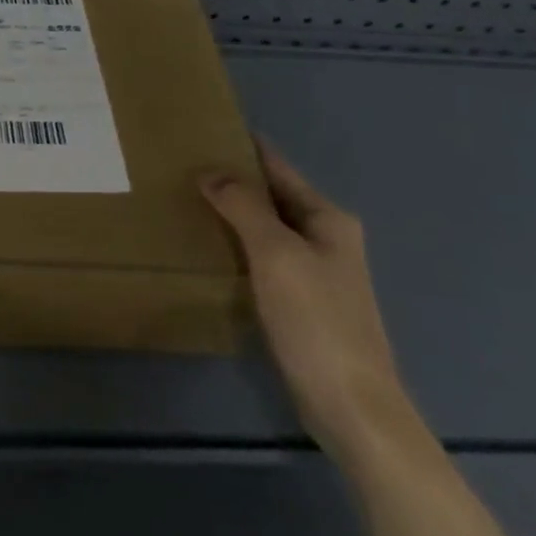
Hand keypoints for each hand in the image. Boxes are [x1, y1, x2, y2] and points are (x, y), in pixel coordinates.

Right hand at [200, 144, 419, 463]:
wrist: (352, 406)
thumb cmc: (316, 321)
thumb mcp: (276, 254)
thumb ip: (244, 207)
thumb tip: (211, 171)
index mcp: (328, 219)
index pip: (279, 168)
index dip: (245, 149)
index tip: (206, 130)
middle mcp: (326, 238)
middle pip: (273, 197)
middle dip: (234, 181)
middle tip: (184, 166)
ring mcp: (317, 273)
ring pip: (267, 229)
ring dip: (234, 215)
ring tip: (188, 201)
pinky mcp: (304, 303)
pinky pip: (265, 259)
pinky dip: (239, 247)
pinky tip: (211, 250)